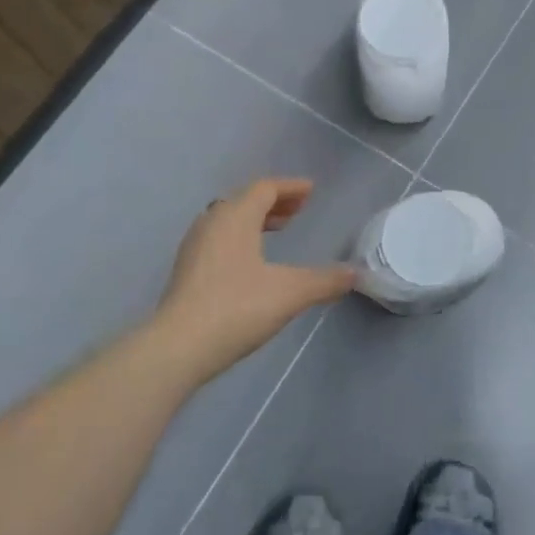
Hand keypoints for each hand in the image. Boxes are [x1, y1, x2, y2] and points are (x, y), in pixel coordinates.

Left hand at [154, 178, 355, 380]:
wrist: (179, 346)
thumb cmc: (237, 308)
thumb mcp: (290, 293)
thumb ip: (325, 281)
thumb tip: (355, 274)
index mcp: (235, 217)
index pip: (265, 188)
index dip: (290, 187)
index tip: (311, 191)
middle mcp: (212, 223)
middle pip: (244, 200)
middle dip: (273, 202)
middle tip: (298, 210)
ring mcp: (194, 247)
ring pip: (228, 220)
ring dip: (254, 219)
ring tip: (277, 231)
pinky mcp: (186, 271)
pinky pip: (218, 239)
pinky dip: (240, 238)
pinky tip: (251, 262)